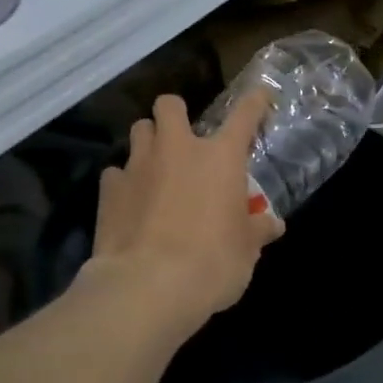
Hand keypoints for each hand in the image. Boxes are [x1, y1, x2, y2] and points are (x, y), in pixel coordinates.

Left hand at [86, 90, 284, 335]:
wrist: (149, 285)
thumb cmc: (212, 263)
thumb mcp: (246, 250)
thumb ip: (257, 230)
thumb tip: (273, 224)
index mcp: (220, 157)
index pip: (244, 115)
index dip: (254, 102)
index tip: (259, 97)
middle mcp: (177, 149)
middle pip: (170, 105)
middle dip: (176, 114)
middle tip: (183, 139)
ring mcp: (139, 165)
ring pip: (139, 130)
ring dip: (148, 142)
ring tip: (155, 167)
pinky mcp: (109, 188)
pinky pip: (116, 173)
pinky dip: (124, 183)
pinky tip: (130, 203)